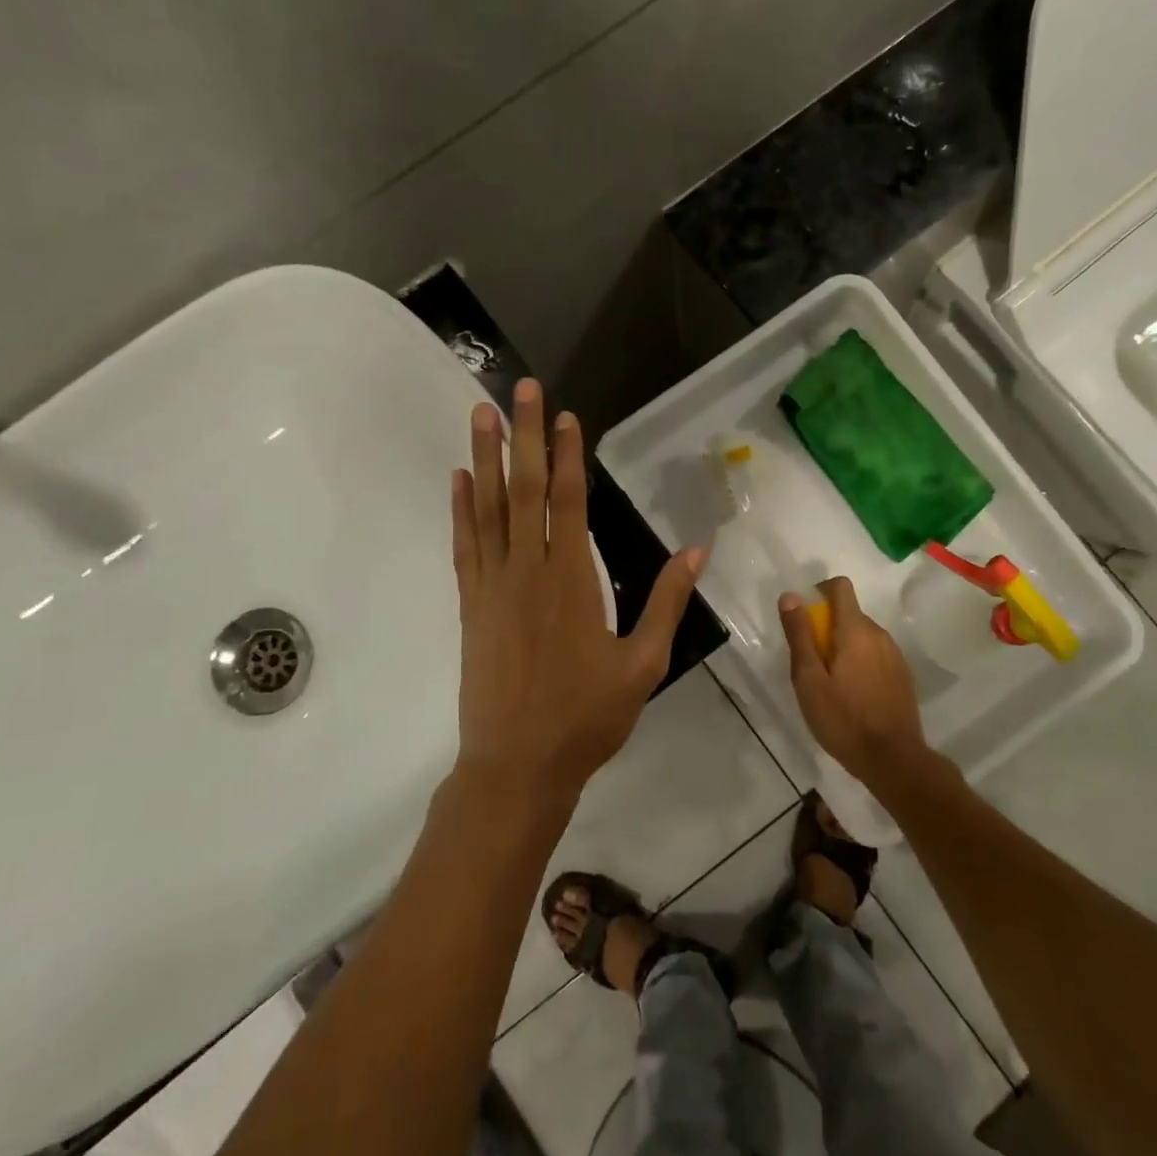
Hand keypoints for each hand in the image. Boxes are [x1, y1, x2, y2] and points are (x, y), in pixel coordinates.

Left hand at [451, 379, 704, 802]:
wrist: (516, 765)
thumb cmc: (587, 717)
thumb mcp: (643, 664)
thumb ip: (665, 603)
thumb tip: (696, 550)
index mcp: (572, 581)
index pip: (569, 502)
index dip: (566, 456)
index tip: (566, 417)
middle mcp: (528, 571)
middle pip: (524, 490)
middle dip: (524, 435)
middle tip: (521, 389)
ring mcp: (492, 585)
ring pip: (488, 508)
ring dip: (484, 457)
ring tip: (481, 413)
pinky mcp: (471, 604)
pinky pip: (465, 545)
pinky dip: (461, 509)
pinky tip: (460, 479)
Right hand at [780, 577, 931, 791]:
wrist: (894, 761)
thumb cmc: (843, 719)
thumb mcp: (809, 679)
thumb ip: (799, 635)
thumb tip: (790, 596)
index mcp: (856, 630)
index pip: (840, 586)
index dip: (819, 592)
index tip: (804, 618)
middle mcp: (879, 634)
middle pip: (849, 613)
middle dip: (826, 628)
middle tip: (810, 664)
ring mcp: (894, 655)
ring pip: (862, 636)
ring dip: (843, 647)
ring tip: (830, 684)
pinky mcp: (902, 676)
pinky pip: (875, 655)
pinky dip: (860, 663)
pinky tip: (852, 696)